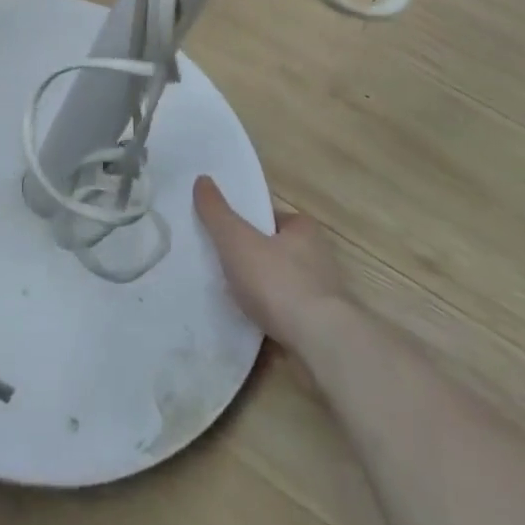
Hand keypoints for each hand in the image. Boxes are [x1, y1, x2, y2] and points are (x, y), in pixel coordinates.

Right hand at [194, 176, 346, 352]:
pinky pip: (288, 319)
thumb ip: (217, 212)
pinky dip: (270, 321)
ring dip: (262, 293)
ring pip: (283, 287)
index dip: (249, 222)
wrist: (322, 346)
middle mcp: (319, 259)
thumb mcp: (237, 240)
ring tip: (231, 299)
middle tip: (222, 265)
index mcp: (304, 230)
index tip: (226, 233)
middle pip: (277, 252)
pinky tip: (249, 327)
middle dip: (254, 259)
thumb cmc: (279, 281)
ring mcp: (323, 298)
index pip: (272, 217)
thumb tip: (202, 179)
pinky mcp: (322, 331)